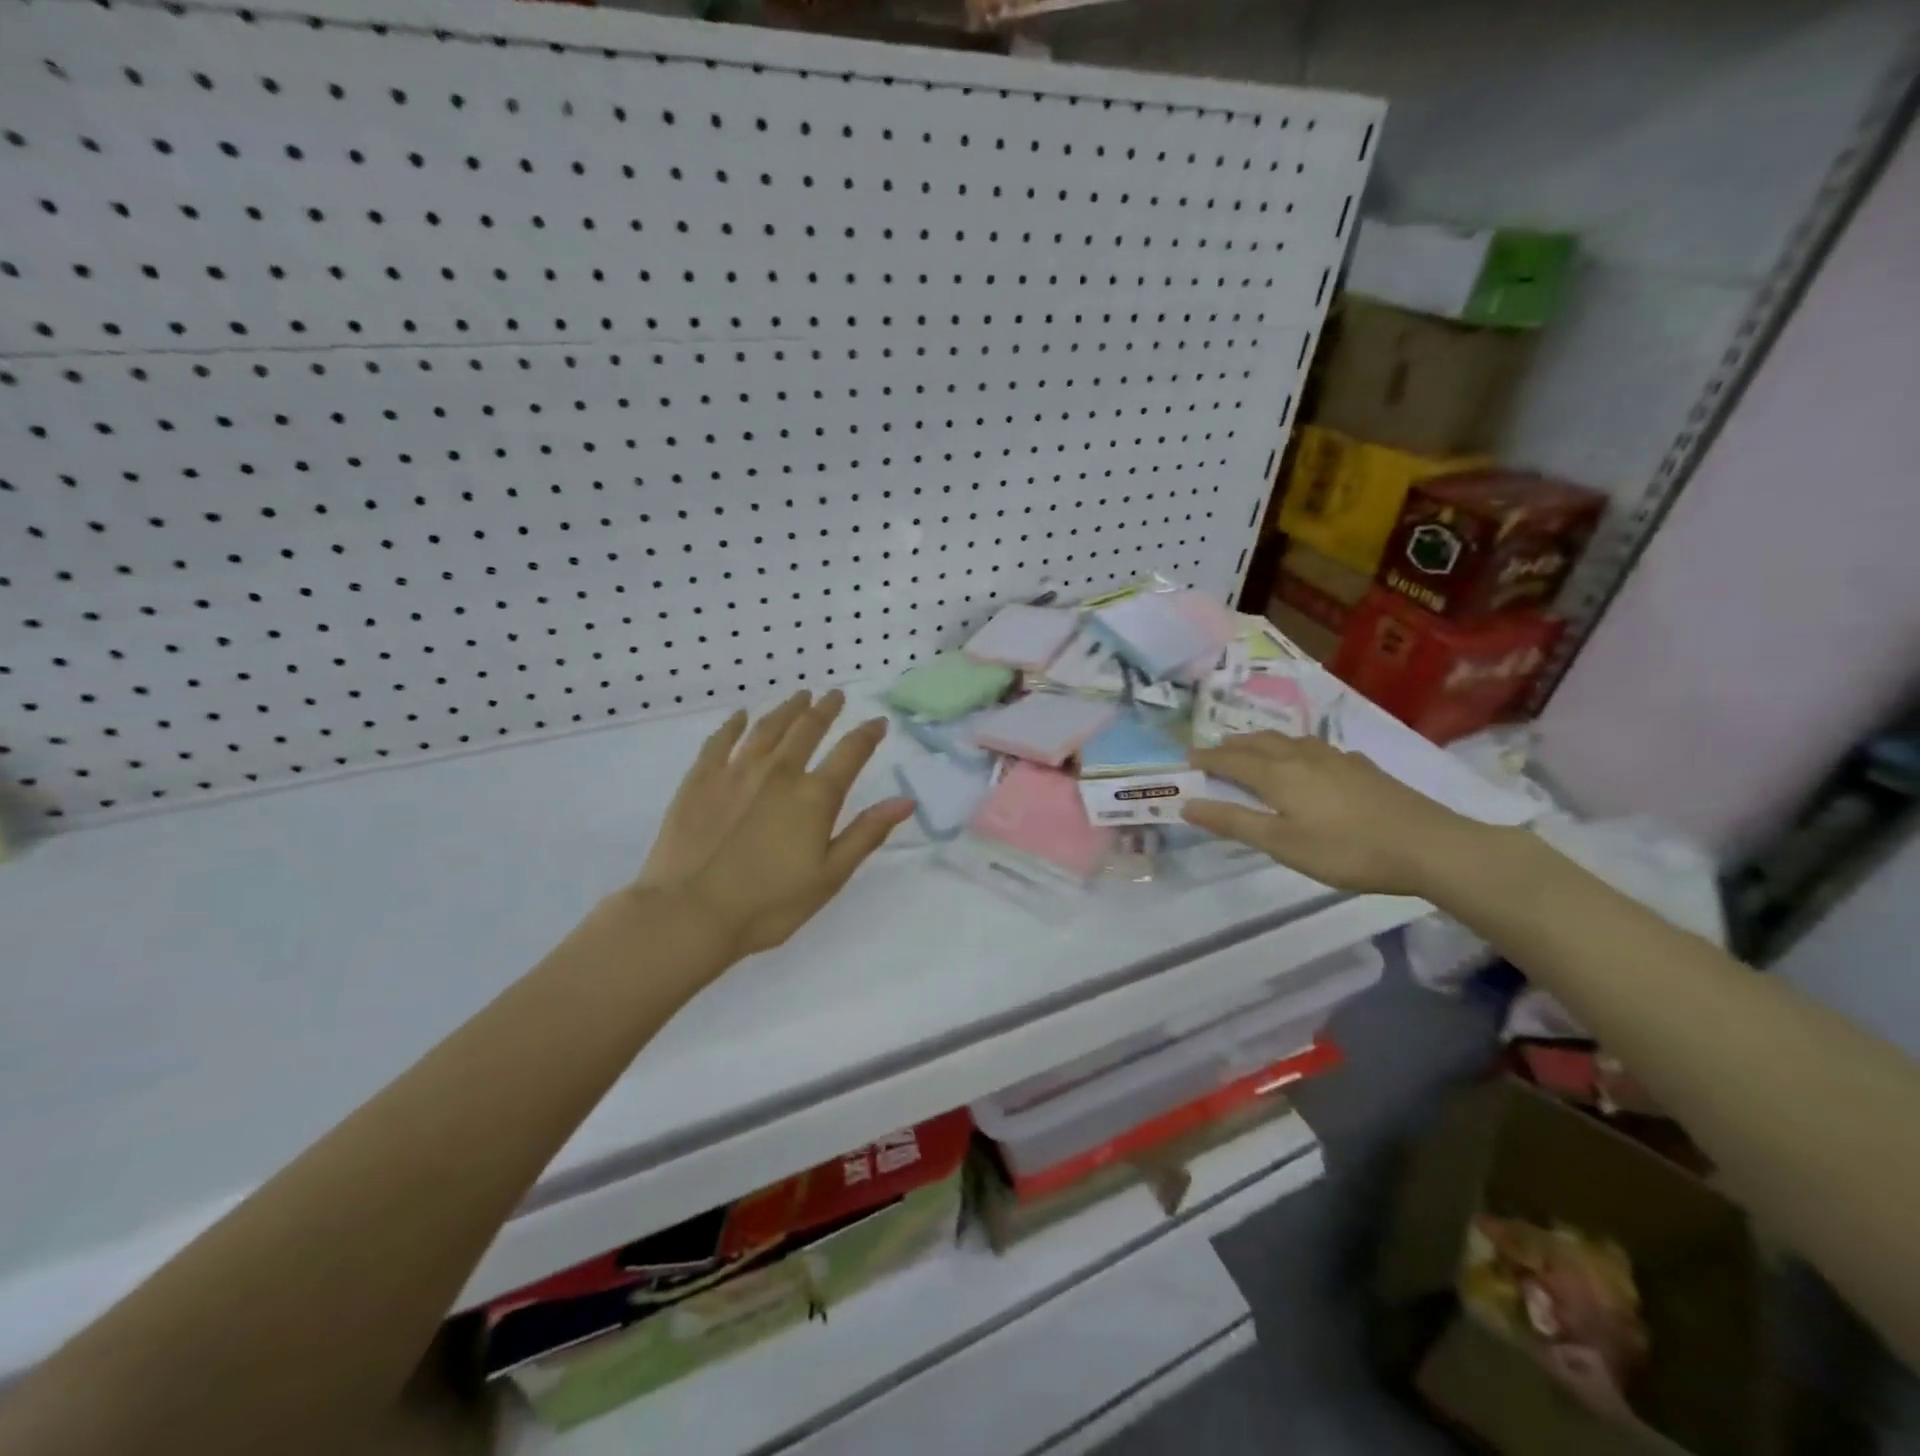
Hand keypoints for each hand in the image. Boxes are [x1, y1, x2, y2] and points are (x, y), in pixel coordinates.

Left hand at [646, 690, 912, 957]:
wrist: (690, 913)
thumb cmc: (769, 904)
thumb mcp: (830, 876)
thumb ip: (867, 833)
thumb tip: (906, 801)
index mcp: (814, 796)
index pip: (850, 753)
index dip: (868, 734)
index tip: (878, 722)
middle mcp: (779, 772)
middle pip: (807, 729)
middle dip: (825, 710)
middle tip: (835, 696)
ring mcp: (736, 771)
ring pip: (767, 728)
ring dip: (788, 709)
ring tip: (800, 696)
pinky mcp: (700, 779)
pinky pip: (720, 741)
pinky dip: (734, 724)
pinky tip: (741, 716)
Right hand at [1183, 732, 1483, 895]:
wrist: (1428, 846)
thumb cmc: (1346, 850)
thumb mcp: (1282, 844)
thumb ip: (1234, 822)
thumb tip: (1187, 804)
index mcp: (1278, 775)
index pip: (1232, 759)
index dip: (1207, 758)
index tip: (1186, 758)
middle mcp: (1303, 757)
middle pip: (1259, 742)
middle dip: (1232, 744)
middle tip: (1215, 751)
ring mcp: (1337, 759)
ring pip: (1290, 740)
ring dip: (1263, 742)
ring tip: (1254, 749)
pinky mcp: (1363, 768)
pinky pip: (1317, 748)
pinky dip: (1297, 749)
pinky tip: (1310, 761)